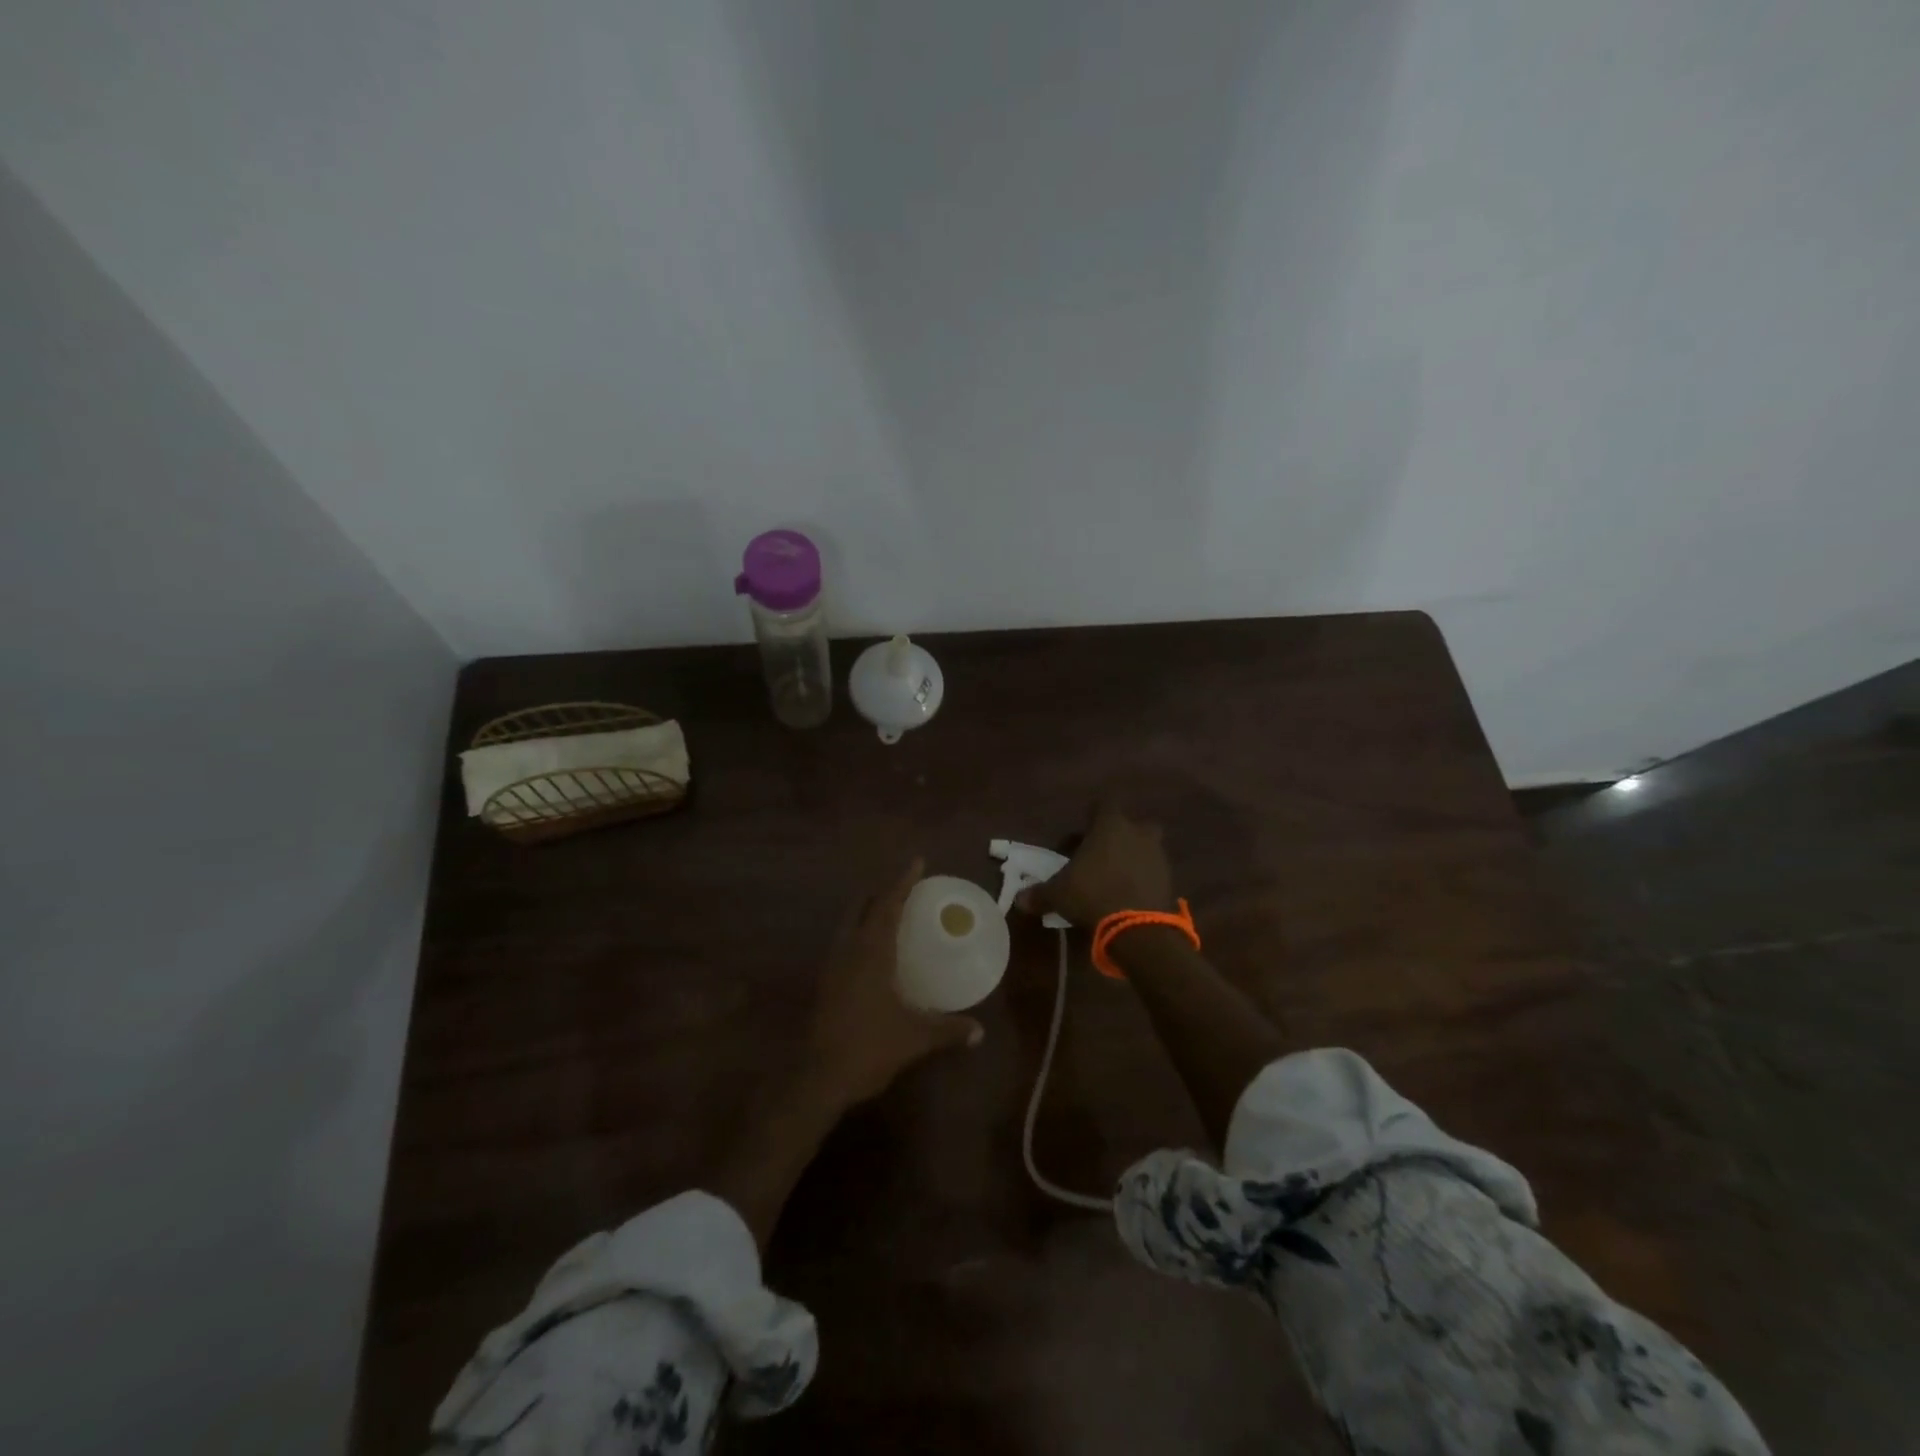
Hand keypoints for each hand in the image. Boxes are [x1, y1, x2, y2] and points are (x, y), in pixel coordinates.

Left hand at [804, 858, 983, 1107]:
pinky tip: (870, 950)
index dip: (903, 882)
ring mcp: (833, 965)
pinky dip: (859, 933)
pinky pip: (844, 943)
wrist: (820, 1077)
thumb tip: (979, 1031)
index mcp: (872, 952)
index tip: (917, 862)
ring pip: (849, 923)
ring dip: (867, 910)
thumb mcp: (915, 1039)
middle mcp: (849, 950)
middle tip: (904, 885)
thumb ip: (948, 1030)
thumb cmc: (870, 1048)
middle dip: (882, 891)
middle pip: (863, 906)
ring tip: (887, 910)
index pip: (888, 906)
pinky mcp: (825, 983)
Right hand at [1016, 803, 1175, 925]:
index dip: (1094, 814)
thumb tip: (1019, 900)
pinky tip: (1130, 895)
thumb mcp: (1059, 894)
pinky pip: (1154, 873)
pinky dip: (1144, 880)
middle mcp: (1137, 833)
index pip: (1105, 803)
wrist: (1137, 927)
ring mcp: (1157, 856)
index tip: (1084, 827)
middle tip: (1104, 853)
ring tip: (1115, 878)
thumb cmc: (1092, 894)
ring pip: (1146, 848)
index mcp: (1110, 826)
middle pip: (1133, 825)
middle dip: (1121, 835)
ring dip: (1134, 858)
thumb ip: (1040, 893)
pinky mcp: (1169, 880)